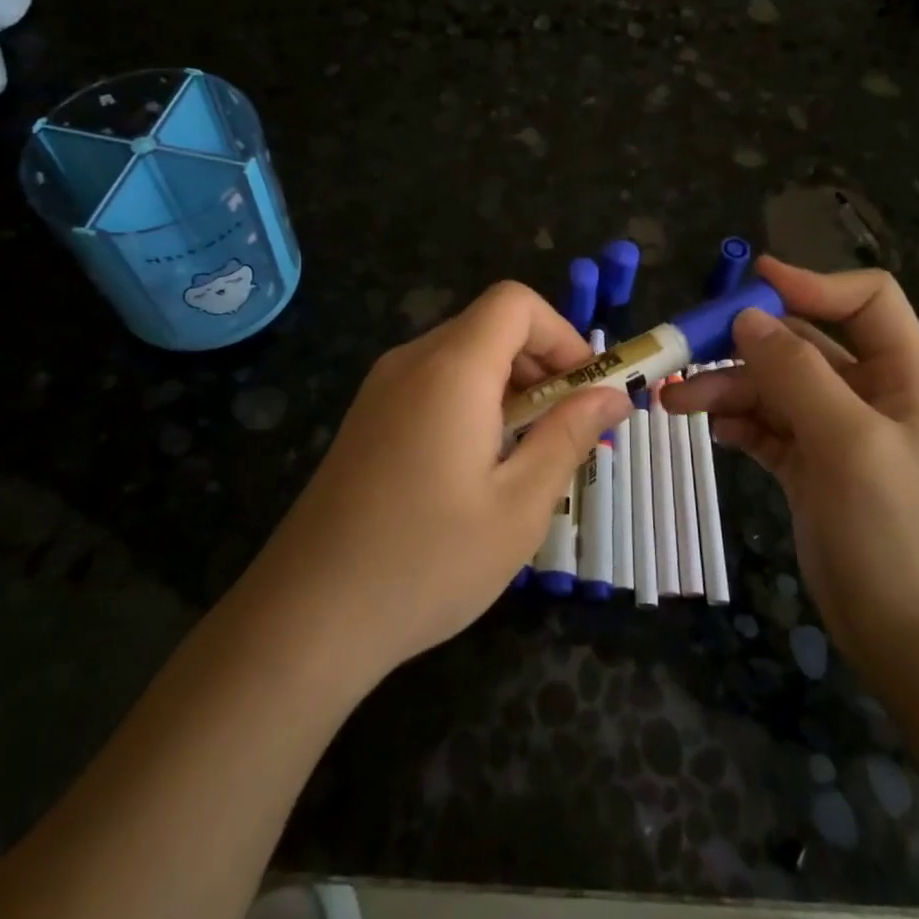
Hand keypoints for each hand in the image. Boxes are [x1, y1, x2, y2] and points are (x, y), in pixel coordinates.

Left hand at [253, 282, 630, 682]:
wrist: (307, 616)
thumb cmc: (427, 561)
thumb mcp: (519, 505)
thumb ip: (569, 436)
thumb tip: (612, 395)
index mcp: (451, 369)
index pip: (515, 303)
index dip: (562, 334)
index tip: (584, 392)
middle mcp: (411, 362)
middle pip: (490, 326)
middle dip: (542, 364)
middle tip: (566, 432)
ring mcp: (381, 390)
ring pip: (463, 356)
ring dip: (510, 388)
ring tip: (527, 457)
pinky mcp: (368, 419)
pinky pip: (434, 384)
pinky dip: (473, 403)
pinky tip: (478, 468)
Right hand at [668, 256, 918, 702]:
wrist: (910, 639)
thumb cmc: (895, 534)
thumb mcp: (849, 444)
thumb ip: (798, 374)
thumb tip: (748, 316)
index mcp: (900, 377)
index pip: (865, 301)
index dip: (812, 284)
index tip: (751, 286)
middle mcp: (867, 396)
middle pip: (801, 344)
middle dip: (744, 344)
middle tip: (684, 351)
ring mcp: (834, 433)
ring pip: (772, 387)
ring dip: (724, 386)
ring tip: (673, 403)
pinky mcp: (807, 467)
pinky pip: (763, 426)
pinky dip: (734, 421)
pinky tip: (707, 428)